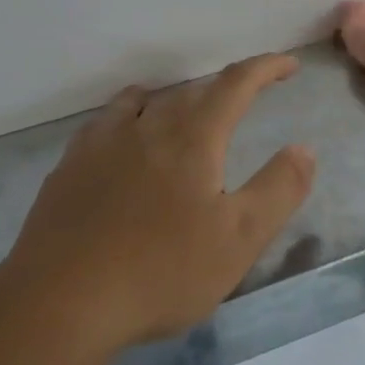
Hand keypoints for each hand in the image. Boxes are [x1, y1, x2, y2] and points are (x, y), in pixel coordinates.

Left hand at [0, 55, 316, 355]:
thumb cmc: (161, 272)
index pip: (235, 84)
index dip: (265, 68)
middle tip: (243, 104)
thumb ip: (278, 189)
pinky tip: (122, 142)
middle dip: (223, 90)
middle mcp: (147, 126)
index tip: (288, 65)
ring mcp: (102, 143)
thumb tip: (303, 147)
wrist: (61, 300)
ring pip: (143, 101)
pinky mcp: (70, 166)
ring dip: (173, 99)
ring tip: (183, 113)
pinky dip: (128, 118)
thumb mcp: (238, 239)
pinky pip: (105, 123)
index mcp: (192, 139)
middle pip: (191, 91)